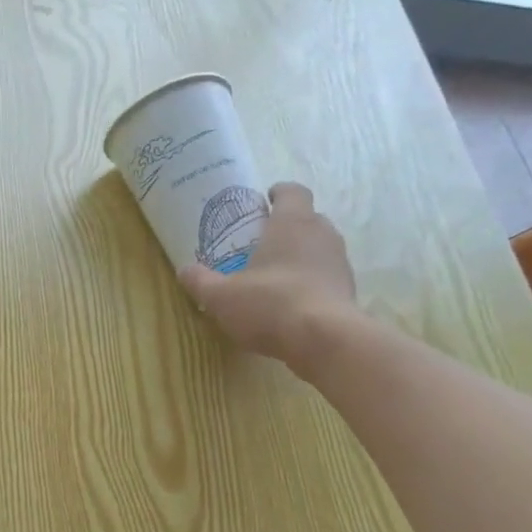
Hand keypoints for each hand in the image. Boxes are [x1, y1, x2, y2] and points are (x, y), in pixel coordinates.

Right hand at [178, 182, 356, 370]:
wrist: (323, 339)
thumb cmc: (269, 304)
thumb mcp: (221, 296)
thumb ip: (200, 281)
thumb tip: (184, 270)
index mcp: (292, 223)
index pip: (292, 192)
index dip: (279, 192)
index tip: (265, 201)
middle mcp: (321, 233)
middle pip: (307, 218)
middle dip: (286, 227)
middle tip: (261, 242)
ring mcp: (339, 262)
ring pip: (318, 247)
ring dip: (299, 255)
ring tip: (274, 275)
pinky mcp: (348, 289)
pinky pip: (325, 276)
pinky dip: (310, 281)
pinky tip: (290, 302)